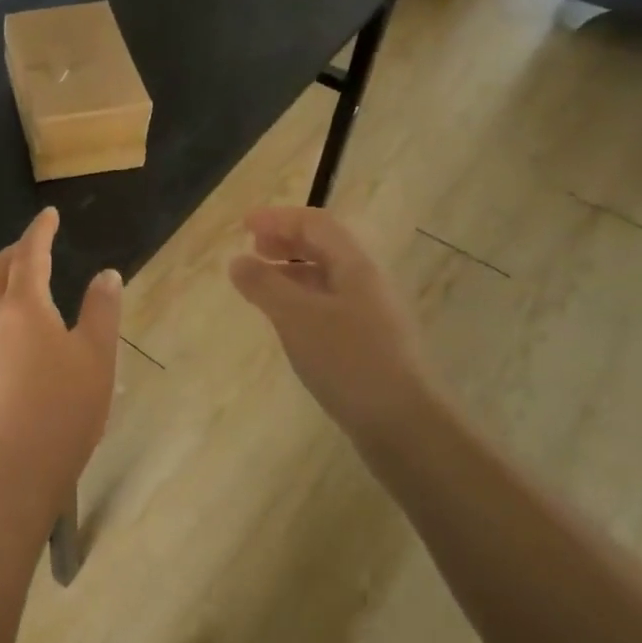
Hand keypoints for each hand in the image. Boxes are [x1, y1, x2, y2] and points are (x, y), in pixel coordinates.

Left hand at [0, 208, 122, 504]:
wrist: (10, 470)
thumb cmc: (62, 408)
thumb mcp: (96, 357)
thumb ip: (101, 311)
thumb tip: (106, 274)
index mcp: (23, 305)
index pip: (30, 253)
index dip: (39, 230)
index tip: (49, 215)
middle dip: (15, 249)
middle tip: (37, 244)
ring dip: (2, 278)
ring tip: (25, 282)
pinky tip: (14, 328)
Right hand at [229, 206, 442, 436]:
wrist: (403, 424)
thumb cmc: (348, 360)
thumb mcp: (296, 317)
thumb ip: (264, 285)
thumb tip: (238, 260)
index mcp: (355, 266)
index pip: (316, 224)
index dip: (279, 218)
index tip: (244, 225)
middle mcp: (367, 283)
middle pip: (325, 247)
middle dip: (287, 241)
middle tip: (253, 248)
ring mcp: (372, 315)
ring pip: (327, 278)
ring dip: (292, 271)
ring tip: (262, 284)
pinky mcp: (369, 344)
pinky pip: (330, 306)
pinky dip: (302, 300)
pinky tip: (288, 322)